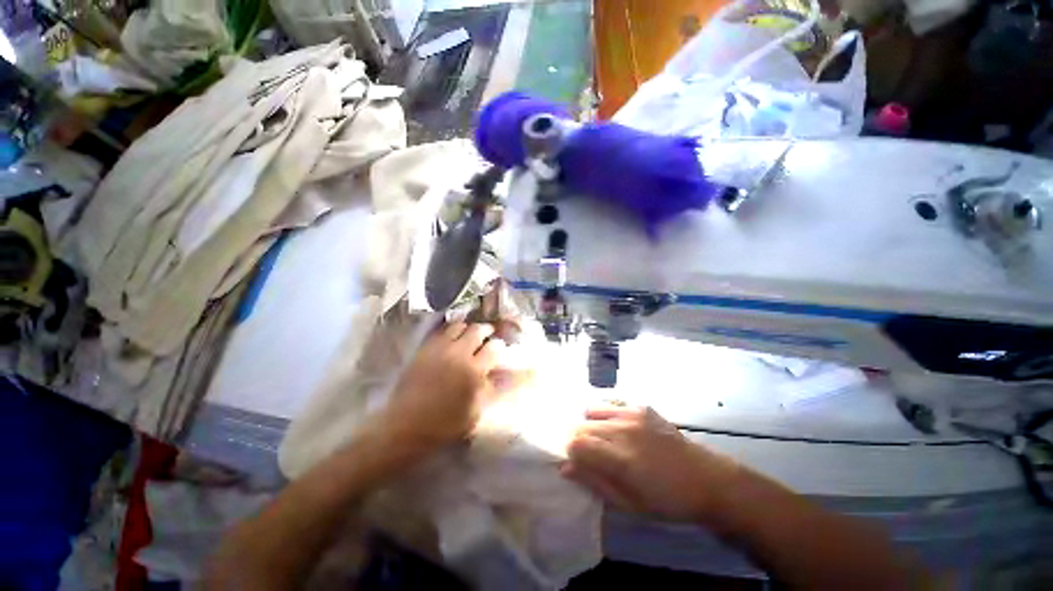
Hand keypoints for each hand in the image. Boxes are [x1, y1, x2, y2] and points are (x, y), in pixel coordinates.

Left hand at [377, 322, 502, 455]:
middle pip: (478, 330)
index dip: (500, 346)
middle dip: (486, 330)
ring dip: (467, 329)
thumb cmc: (445, 424)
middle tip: (488, 336)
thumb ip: (491, 388)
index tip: (500, 349)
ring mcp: (440, 349)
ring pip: (459, 326)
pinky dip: (450, 331)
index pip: (495, 347)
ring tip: (468, 336)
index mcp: (474, 370)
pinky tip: (451, 339)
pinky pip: (441, 331)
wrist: (406, 425)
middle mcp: (459, 354)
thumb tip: (504, 373)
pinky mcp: (425, 348)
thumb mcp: (476, 411)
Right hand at [562, 406, 739, 523]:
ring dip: (590, 424)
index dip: (570, 453)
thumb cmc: (667, 500)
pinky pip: (610, 403)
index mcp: (620, 459)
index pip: (576, 443)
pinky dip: (605, 413)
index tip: (576, 462)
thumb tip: (565, 467)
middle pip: (581, 425)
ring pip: (592, 410)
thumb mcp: (629, 504)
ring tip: (602, 439)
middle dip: (578, 439)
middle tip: (589, 454)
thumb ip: (595, 483)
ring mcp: (632, 414)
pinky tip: (616, 427)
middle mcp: (623, 430)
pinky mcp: (641, 406)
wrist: (705, 479)